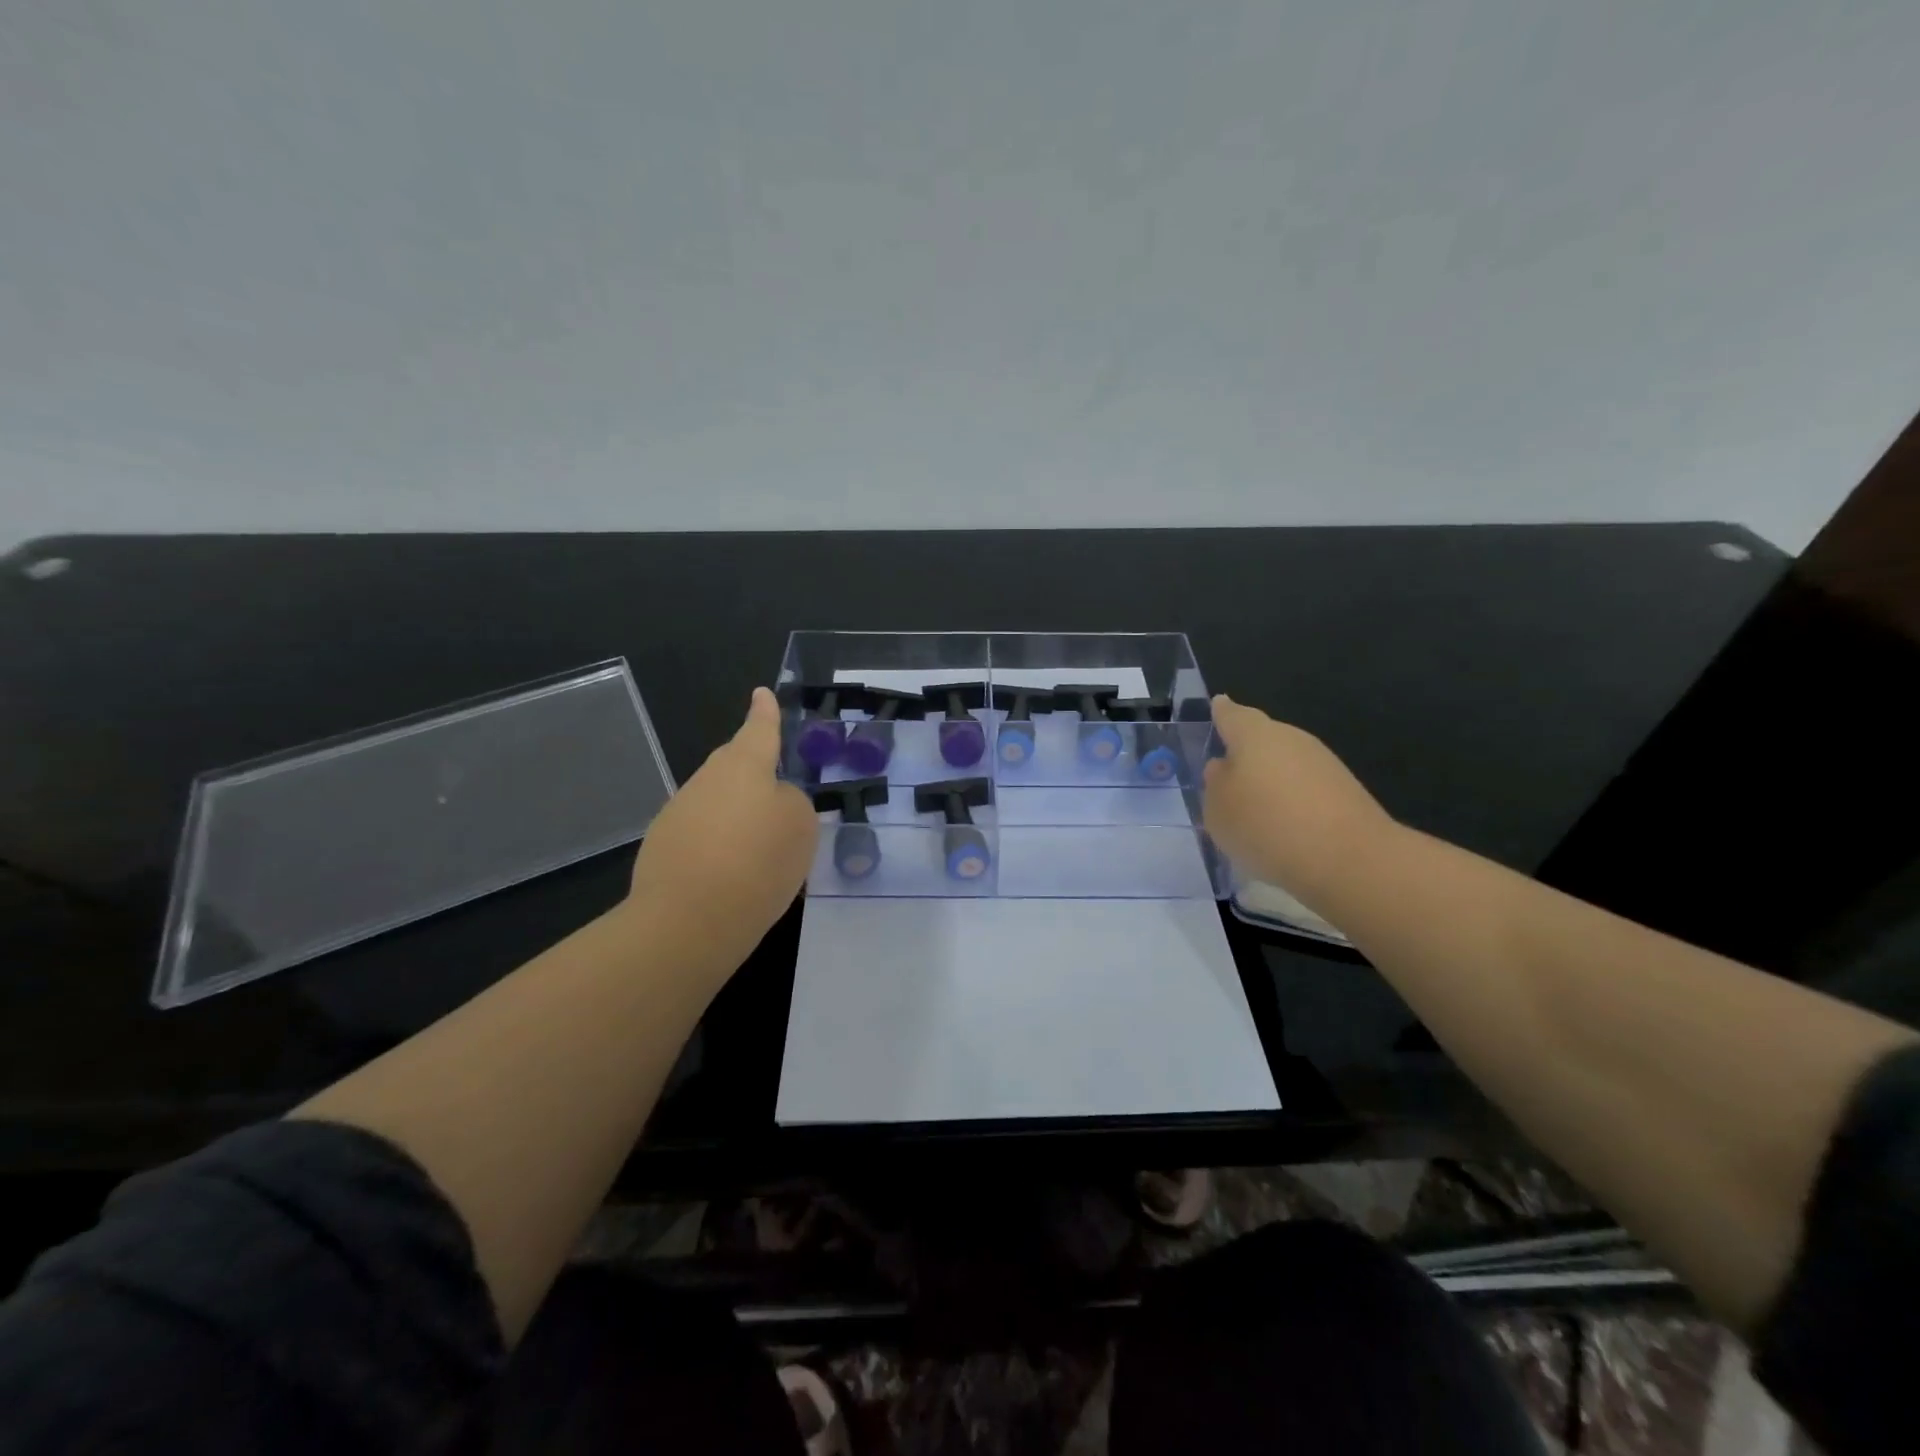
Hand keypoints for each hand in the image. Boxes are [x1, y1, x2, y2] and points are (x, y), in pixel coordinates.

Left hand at [624, 687, 817, 970]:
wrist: (687, 921)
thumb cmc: (757, 863)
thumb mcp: (800, 827)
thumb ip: (791, 802)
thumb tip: (770, 802)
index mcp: (743, 766)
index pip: (760, 730)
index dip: (765, 713)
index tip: (761, 692)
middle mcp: (707, 781)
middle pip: (736, 766)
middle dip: (754, 773)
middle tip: (776, 789)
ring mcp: (679, 813)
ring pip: (719, 803)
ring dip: (739, 817)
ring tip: (763, 852)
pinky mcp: (663, 848)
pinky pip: (704, 835)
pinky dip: (721, 846)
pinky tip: (734, 876)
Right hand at [1202, 695, 1396, 909]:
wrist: (1350, 860)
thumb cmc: (1267, 826)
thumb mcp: (1218, 810)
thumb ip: (1215, 783)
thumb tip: (1225, 767)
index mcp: (1255, 735)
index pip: (1232, 715)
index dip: (1222, 712)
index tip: (1217, 705)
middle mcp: (1291, 739)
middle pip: (1262, 738)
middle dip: (1245, 753)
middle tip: (1227, 778)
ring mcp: (1323, 763)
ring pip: (1285, 764)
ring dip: (1269, 780)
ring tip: (1253, 812)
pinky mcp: (1346, 792)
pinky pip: (1305, 788)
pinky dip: (1291, 801)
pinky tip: (1283, 828)